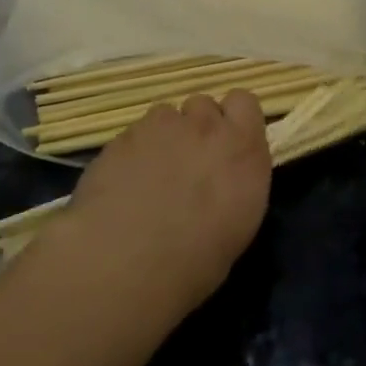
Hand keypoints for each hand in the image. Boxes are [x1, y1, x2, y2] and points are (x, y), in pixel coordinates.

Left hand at [63, 91, 272, 311]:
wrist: (127, 264)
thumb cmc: (197, 260)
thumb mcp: (240, 223)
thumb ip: (236, 182)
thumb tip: (224, 179)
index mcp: (242, 148)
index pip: (244, 102)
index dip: (233, 118)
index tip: (227, 144)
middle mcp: (204, 128)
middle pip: (202, 103)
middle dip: (197, 126)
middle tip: (188, 162)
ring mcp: (159, 128)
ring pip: (165, 115)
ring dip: (164, 136)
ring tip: (151, 174)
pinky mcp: (121, 138)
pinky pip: (133, 134)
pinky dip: (132, 152)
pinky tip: (123, 185)